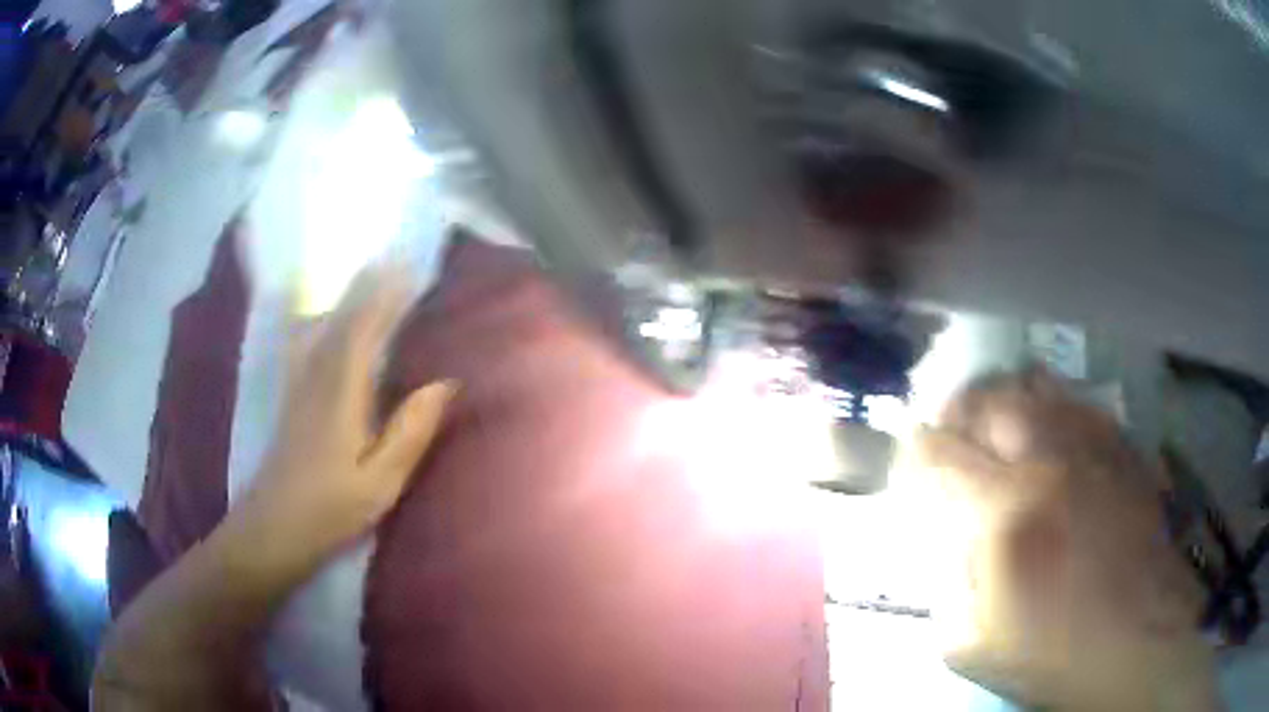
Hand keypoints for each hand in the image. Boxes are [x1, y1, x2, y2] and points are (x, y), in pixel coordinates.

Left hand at [234, 261, 455, 566]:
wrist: (273, 527)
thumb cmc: (331, 509)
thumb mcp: (381, 482)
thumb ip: (410, 431)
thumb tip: (445, 383)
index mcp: (342, 393)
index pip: (366, 329)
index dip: (388, 296)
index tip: (411, 269)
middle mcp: (317, 376)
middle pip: (342, 318)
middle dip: (367, 285)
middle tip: (392, 256)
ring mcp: (299, 384)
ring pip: (322, 325)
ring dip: (344, 296)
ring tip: (362, 275)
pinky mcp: (290, 397)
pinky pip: (304, 342)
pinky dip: (315, 318)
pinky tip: (316, 316)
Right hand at [915, 371, 1217, 711]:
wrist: (1139, 643)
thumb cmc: (1054, 656)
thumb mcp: (970, 648)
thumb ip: (944, 587)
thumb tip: (943, 541)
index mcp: (1006, 515)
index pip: (938, 452)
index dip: (912, 454)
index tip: (909, 470)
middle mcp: (1050, 460)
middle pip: (987, 399)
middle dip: (955, 412)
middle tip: (949, 438)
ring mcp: (1093, 446)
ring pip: (1033, 385)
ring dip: (1001, 401)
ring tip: (994, 427)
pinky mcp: (1122, 447)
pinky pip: (1076, 402)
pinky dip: (1048, 406)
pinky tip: (1047, 435)